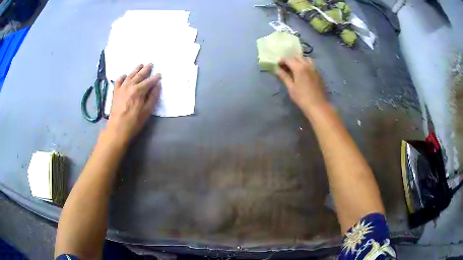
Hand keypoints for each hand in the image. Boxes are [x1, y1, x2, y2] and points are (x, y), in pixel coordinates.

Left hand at [106, 63, 160, 141]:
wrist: (117, 129)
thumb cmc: (134, 122)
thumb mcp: (147, 111)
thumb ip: (153, 97)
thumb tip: (157, 85)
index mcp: (139, 90)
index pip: (149, 81)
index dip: (155, 77)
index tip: (159, 74)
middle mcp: (130, 86)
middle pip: (139, 75)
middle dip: (146, 69)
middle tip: (150, 64)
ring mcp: (121, 88)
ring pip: (130, 75)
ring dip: (135, 69)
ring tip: (140, 65)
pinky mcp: (115, 92)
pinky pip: (118, 81)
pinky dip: (122, 77)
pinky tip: (124, 75)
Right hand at [276, 57, 326, 111]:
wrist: (317, 105)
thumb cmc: (302, 98)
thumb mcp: (291, 87)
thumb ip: (284, 76)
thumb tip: (277, 69)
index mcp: (299, 68)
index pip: (288, 59)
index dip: (281, 61)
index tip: (278, 65)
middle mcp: (307, 65)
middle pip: (297, 57)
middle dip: (290, 59)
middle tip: (285, 67)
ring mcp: (314, 69)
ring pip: (305, 59)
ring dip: (299, 60)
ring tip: (295, 68)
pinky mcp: (318, 73)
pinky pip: (311, 64)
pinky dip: (305, 64)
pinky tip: (303, 72)